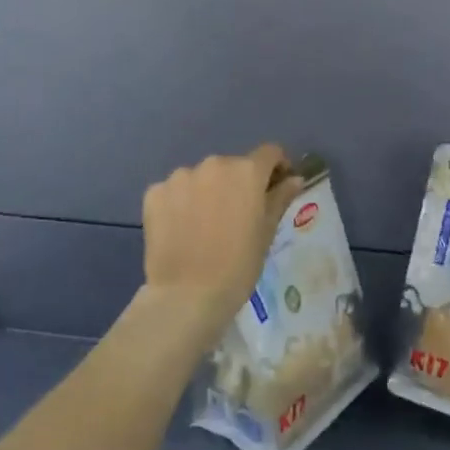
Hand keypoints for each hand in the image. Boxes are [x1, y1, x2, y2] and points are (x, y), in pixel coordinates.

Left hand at [141, 145, 304, 332]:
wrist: (187, 296)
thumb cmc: (238, 266)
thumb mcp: (267, 232)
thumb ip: (280, 198)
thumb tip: (294, 178)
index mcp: (246, 171)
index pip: (269, 153)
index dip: (276, 167)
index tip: (275, 187)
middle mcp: (213, 164)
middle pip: (232, 166)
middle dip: (238, 184)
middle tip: (237, 215)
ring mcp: (180, 176)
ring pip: (201, 177)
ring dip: (207, 192)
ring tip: (205, 225)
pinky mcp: (154, 192)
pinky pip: (174, 190)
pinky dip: (180, 203)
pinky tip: (181, 229)